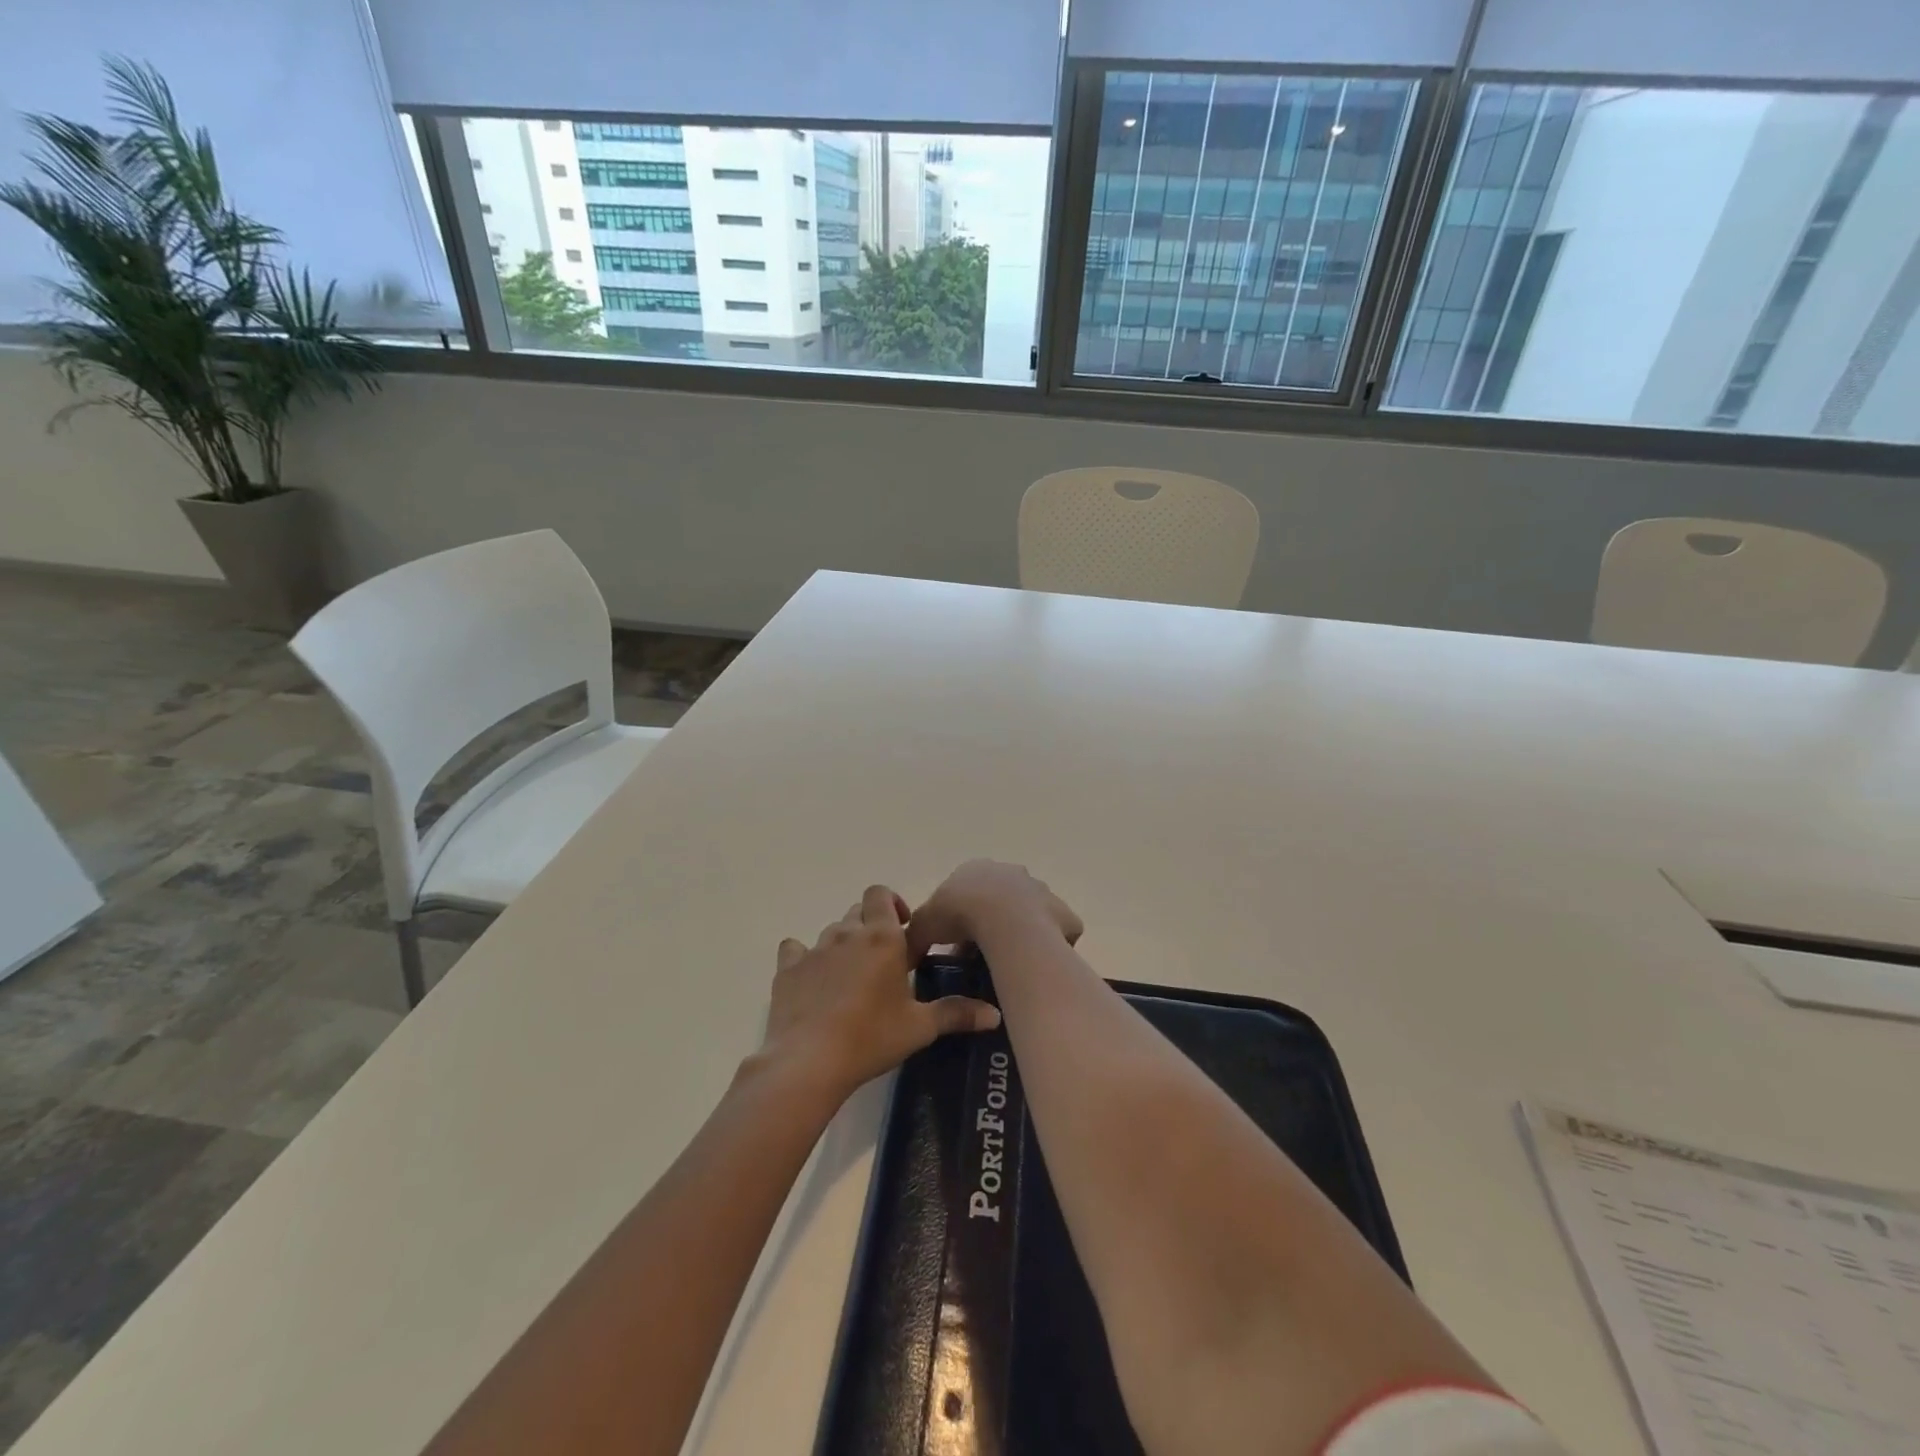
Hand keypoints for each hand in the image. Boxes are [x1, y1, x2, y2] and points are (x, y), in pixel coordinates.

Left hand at [758, 884, 1001, 1100]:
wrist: (809, 1061)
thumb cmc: (871, 1037)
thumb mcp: (919, 1027)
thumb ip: (956, 1014)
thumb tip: (995, 1015)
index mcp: (882, 938)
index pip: (881, 894)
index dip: (892, 904)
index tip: (903, 931)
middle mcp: (847, 933)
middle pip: (858, 911)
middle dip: (871, 925)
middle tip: (883, 960)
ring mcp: (814, 949)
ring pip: (831, 931)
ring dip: (843, 944)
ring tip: (851, 977)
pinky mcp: (787, 969)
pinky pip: (795, 949)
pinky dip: (805, 958)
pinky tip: (811, 980)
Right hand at [906, 860, 1082, 958]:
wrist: (1007, 922)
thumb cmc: (960, 914)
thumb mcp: (923, 925)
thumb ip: (914, 937)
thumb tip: (905, 957)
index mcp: (976, 870)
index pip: (966, 892)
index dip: (960, 917)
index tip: (955, 942)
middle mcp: (1011, 874)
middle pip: (999, 900)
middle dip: (991, 923)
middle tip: (981, 954)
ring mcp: (1041, 892)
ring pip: (1029, 915)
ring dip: (1020, 934)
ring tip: (1007, 964)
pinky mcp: (1063, 915)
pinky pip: (1055, 934)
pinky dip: (1045, 948)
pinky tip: (1034, 966)